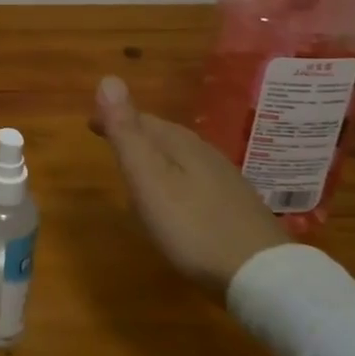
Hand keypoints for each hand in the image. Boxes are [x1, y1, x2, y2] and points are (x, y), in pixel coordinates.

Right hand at [92, 75, 288, 297]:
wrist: (264, 277)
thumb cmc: (193, 227)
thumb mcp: (148, 179)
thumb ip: (126, 133)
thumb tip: (108, 79)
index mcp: (180, 143)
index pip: (140, 118)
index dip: (113, 118)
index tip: (89, 124)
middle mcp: (204, 152)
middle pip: (162, 134)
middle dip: (134, 133)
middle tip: (109, 142)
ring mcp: (224, 179)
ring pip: (180, 155)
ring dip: (155, 155)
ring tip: (137, 168)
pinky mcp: (236, 205)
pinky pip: (195, 177)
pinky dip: (174, 176)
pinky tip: (175, 197)